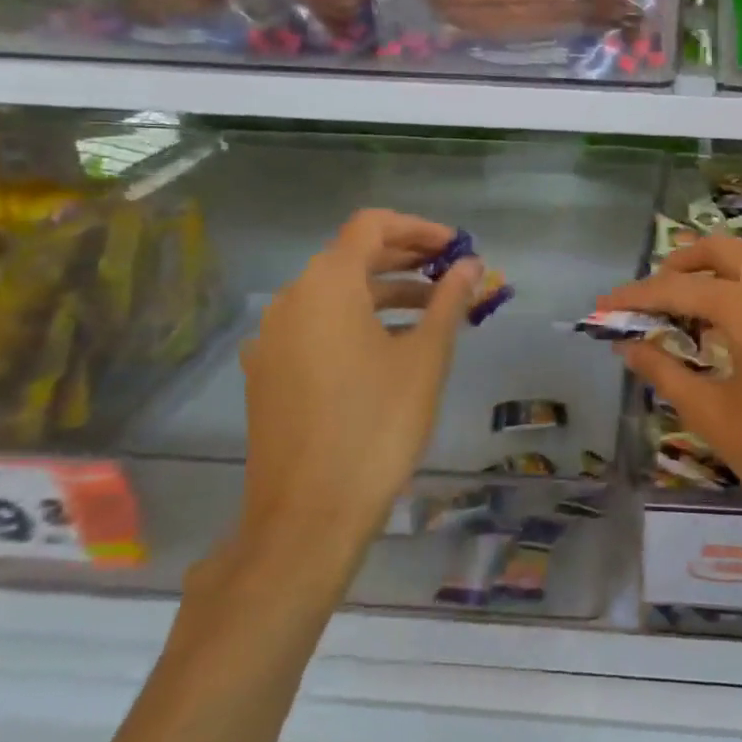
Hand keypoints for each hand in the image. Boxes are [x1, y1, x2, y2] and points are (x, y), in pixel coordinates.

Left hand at [233, 209, 479, 586]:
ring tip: (435, 312)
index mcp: (326, 287)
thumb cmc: (377, 425)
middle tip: (453, 274)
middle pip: (352, 256)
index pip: (371, 226)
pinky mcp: (270, 373)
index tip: (457, 248)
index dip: (419, 229)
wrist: (308, 514)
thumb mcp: (425, 358)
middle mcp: (291, 301)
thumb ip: (449, 301)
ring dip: (387, 291)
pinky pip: (320, 326)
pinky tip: (393, 348)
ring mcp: (274, 339)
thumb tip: (471, 265)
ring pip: (336, 294)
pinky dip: (360, 320)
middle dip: (407, 259)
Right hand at [599, 234, 741, 564]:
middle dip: (683, 264)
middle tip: (655, 294)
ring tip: (697, 312)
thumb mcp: (716, 418)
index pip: (679, 289)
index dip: (636, 298)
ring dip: (724, 274)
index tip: (603, 308)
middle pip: (725, 251)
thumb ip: (667, 373)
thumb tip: (629, 346)